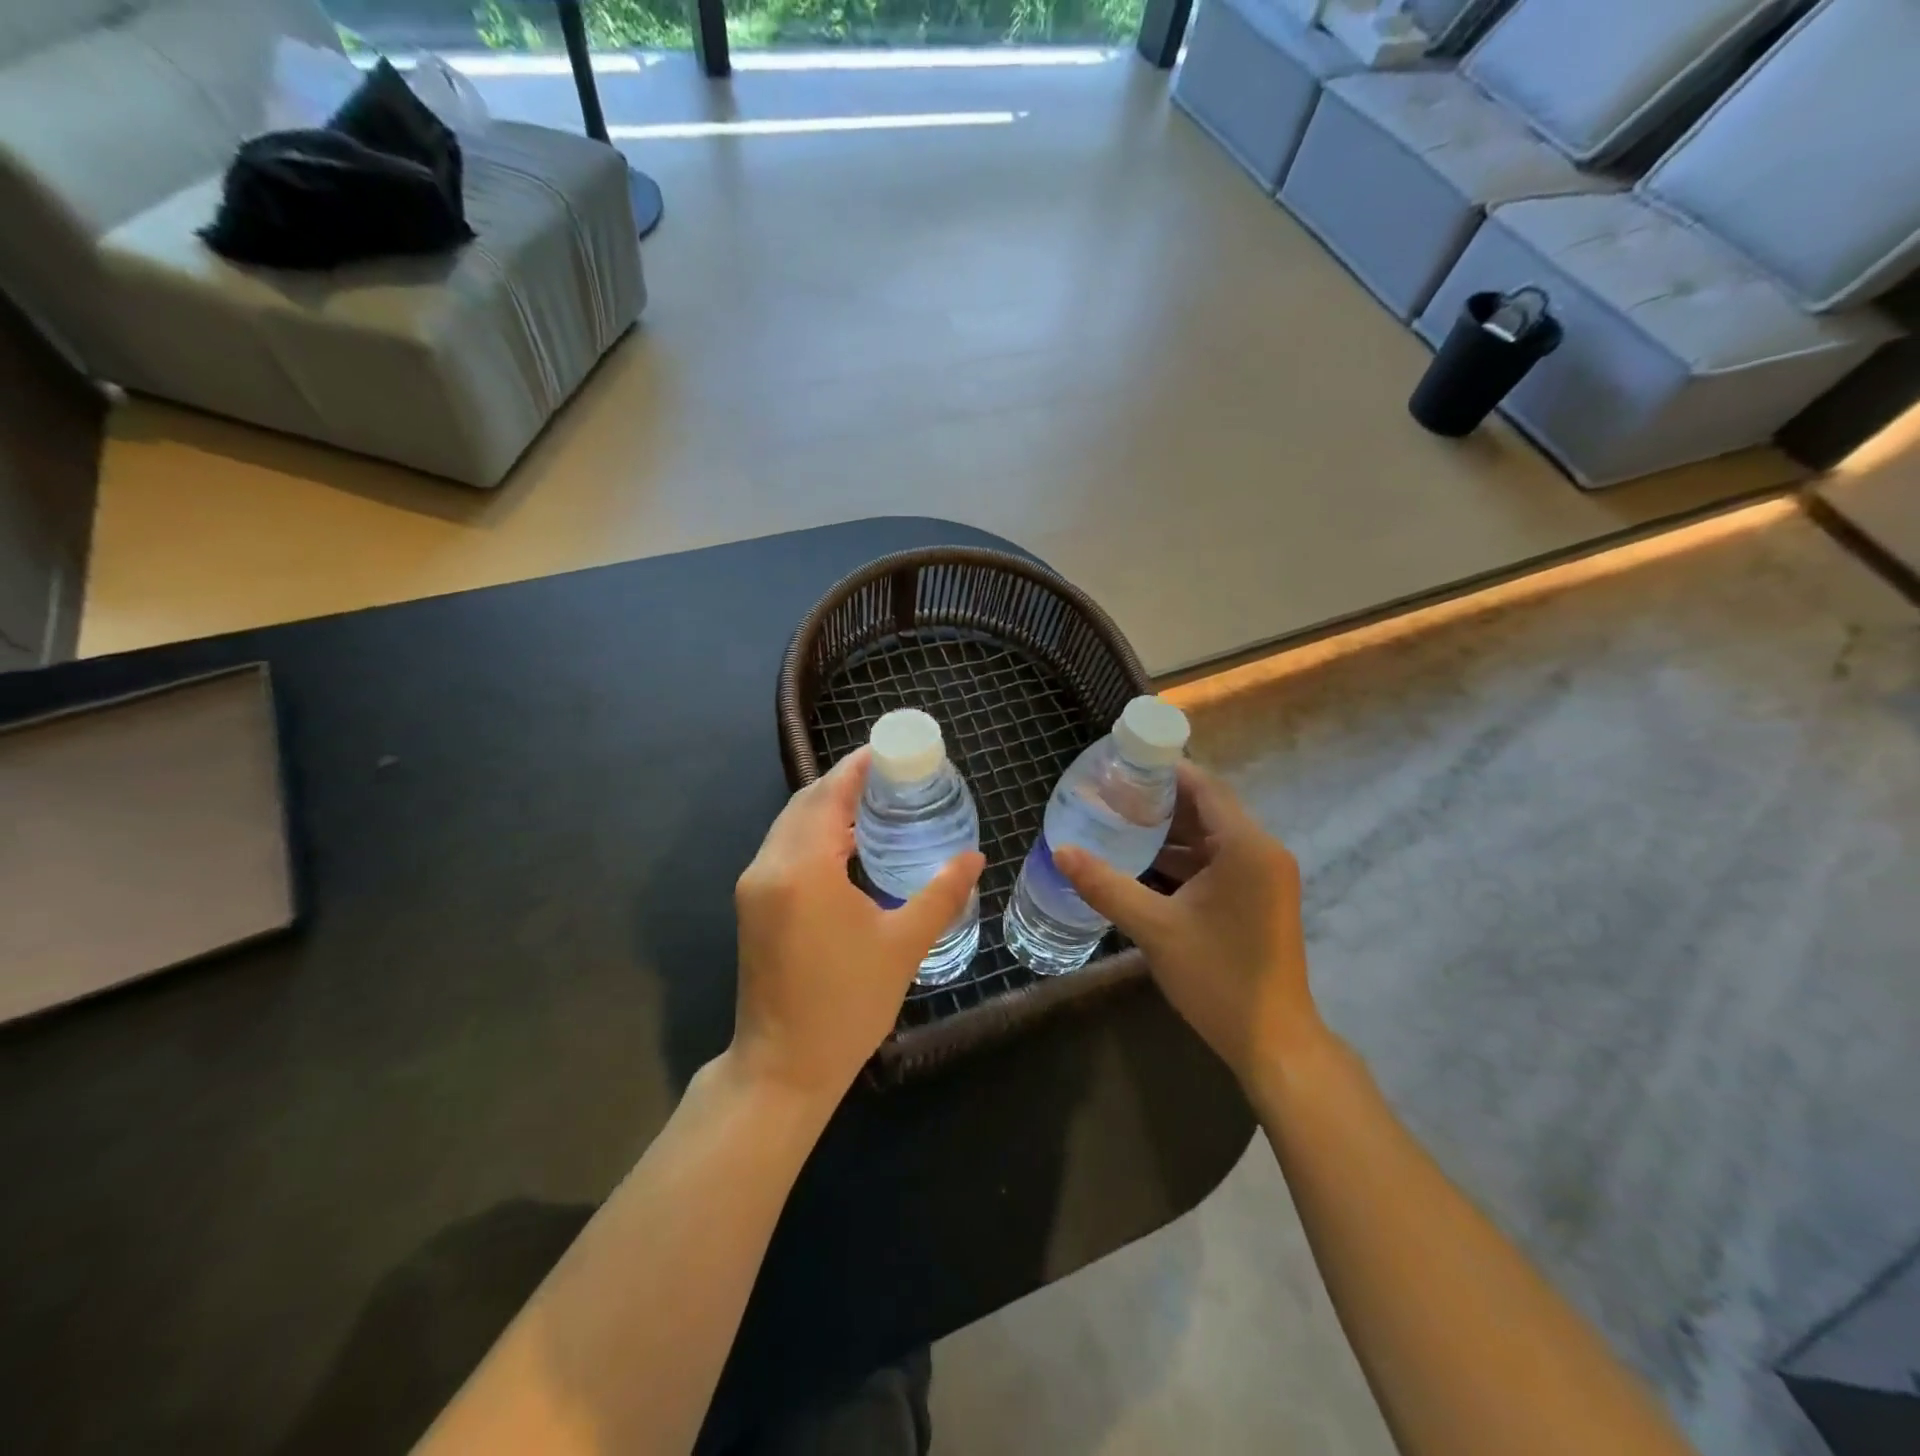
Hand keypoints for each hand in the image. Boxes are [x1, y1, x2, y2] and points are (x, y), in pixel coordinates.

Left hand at [731, 747, 984, 1108]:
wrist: (783, 1067)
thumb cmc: (847, 1005)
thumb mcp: (904, 945)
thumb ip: (941, 893)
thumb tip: (974, 857)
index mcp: (803, 869)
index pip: (828, 795)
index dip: (856, 767)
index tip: (888, 750)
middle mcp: (769, 867)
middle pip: (805, 803)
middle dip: (843, 782)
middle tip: (890, 776)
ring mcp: (754, 886)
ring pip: (789, 825)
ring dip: (825, 807)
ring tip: (874, 803)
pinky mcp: (752, 905)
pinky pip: (783, 848)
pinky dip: (812, 833)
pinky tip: (846, 844)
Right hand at [1054, 762, 1319, 1091]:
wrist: (1273, 1042)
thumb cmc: (1217, 977)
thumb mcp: (1154, 928)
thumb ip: (1105, 885)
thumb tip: (1060, 851)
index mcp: (1246, 846)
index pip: (1204, 786)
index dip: (1164, 770)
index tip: (1122, 764)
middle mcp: (1261, 851)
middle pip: (1207, 808)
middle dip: (1160, 800)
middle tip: (1111, 793)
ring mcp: (1264, 876)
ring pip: (1212, 836)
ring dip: (1171, 830)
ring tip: (1119, 822)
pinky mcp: (1259, 897)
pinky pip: (1218, 861)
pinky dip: (1185, 857)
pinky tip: (1145, 862)